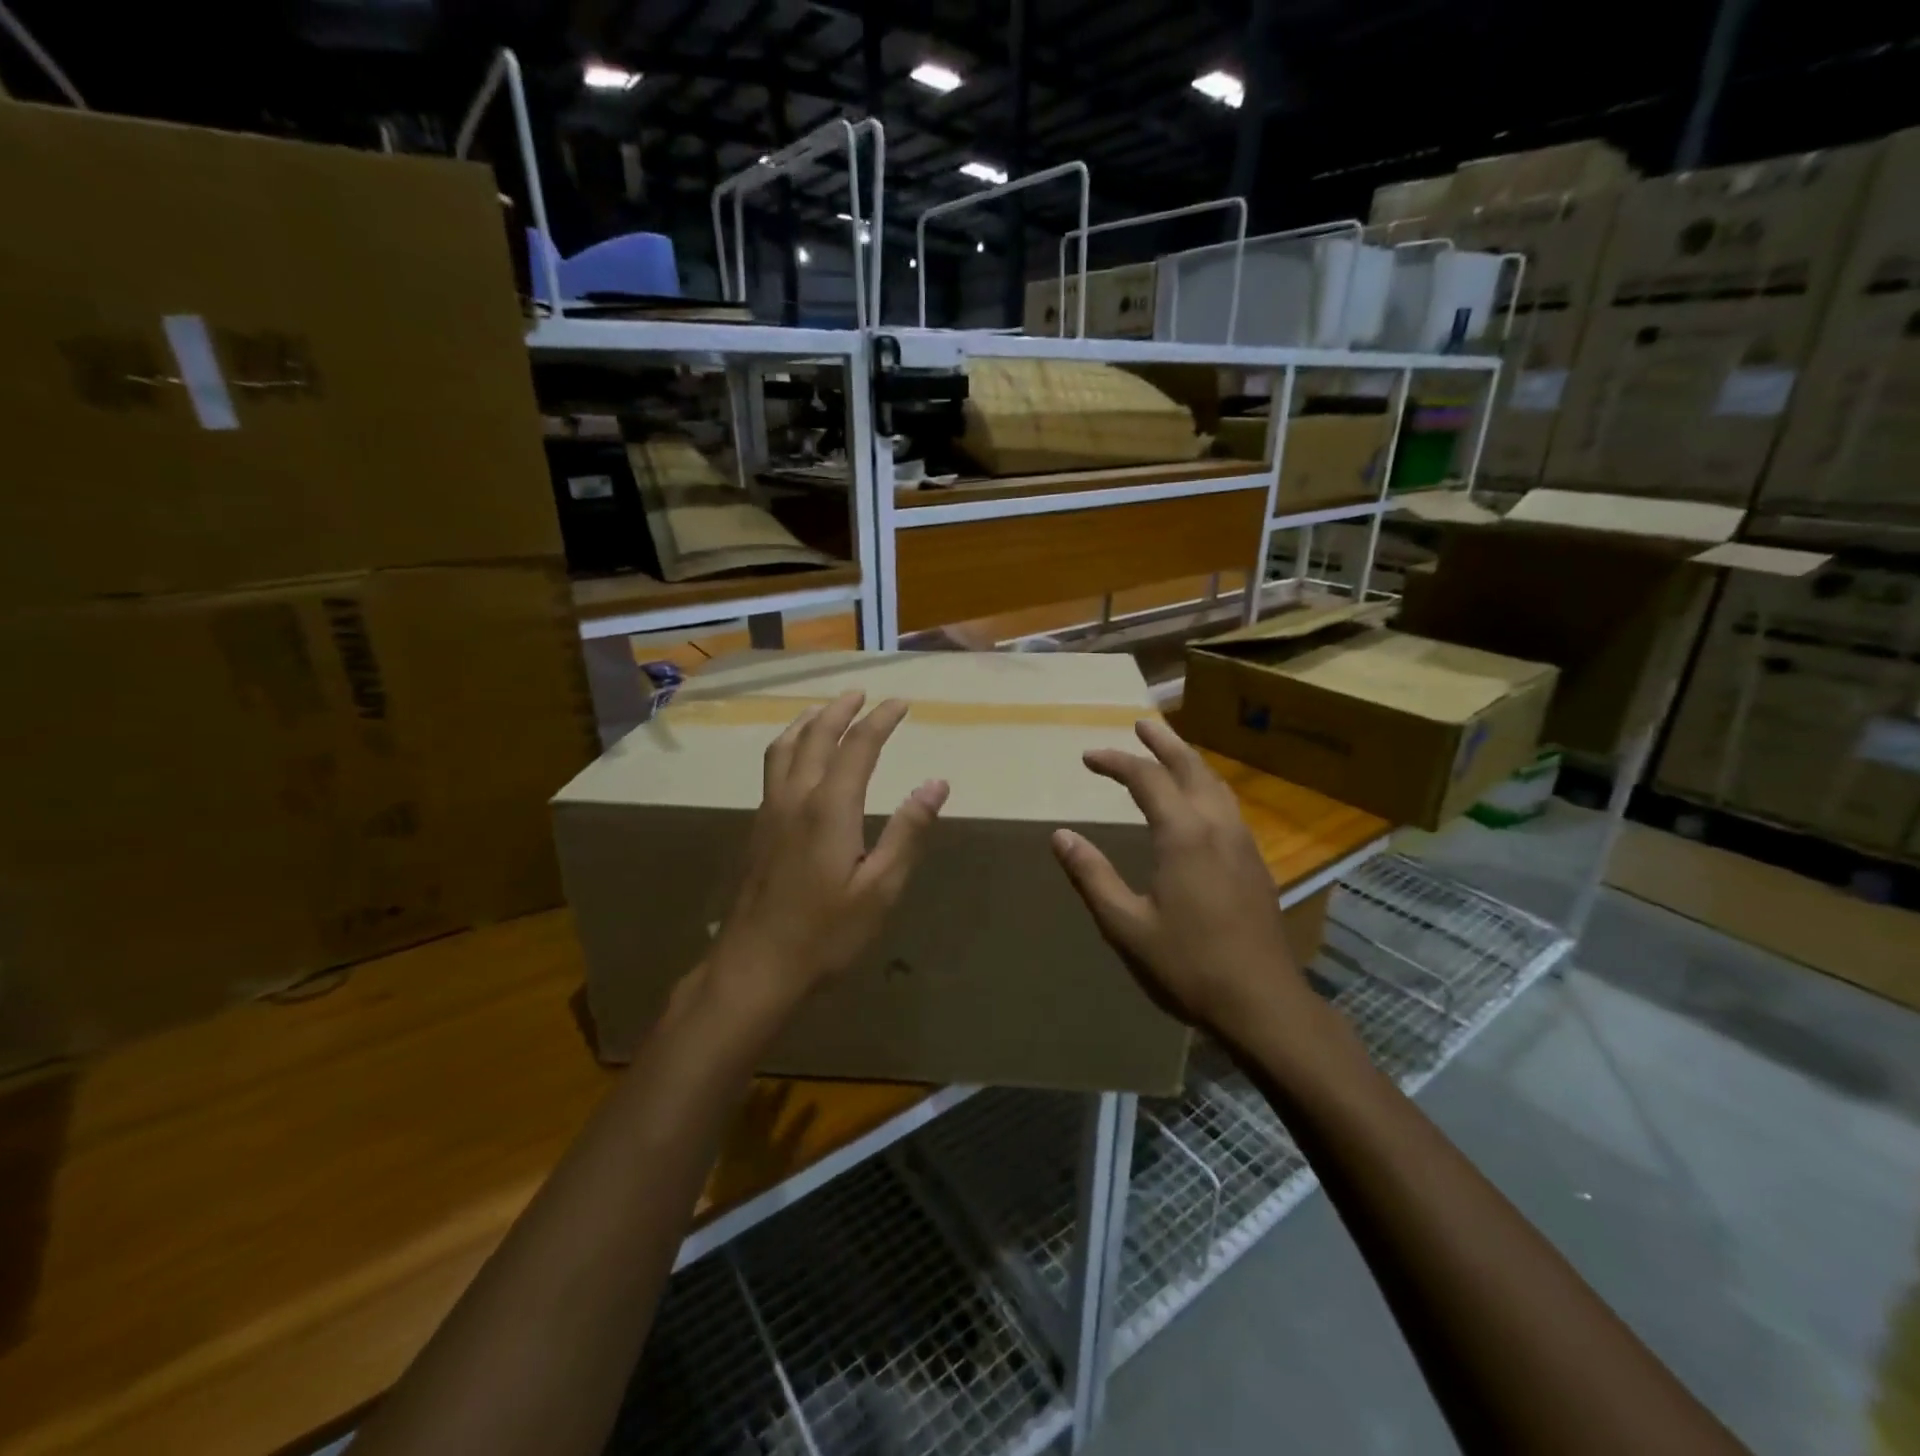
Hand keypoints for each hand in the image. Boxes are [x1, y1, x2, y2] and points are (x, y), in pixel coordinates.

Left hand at [710, 691, 948, 1008]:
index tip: (900, 703)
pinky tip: (794, 759)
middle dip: (840, 709)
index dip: (880, 719)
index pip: (858, 746)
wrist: (755, 968)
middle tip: (861, 693)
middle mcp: (795, 798)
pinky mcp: (757, 830)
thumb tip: (936, 783)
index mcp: (830, 807)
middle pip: (815, 736)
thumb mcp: (881, 888)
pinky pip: (772, 768)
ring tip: (823, 710)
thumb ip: (908, 831)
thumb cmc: (826, 933)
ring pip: (784, 748)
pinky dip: (788, 745)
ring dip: (807, 722)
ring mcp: (770, 812)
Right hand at [1051, 719, 1305, 1035]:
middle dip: (1163, 743)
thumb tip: (1061, 836)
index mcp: (1183, 835)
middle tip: (1141, 724)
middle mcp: (1217, 826)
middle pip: (1190, 768)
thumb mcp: (1125, 924)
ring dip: (1189, 761)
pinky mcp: (1255, 863)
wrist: (1262, 1003)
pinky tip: (1199, 802)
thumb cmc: (1187, 965)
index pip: (1146, 779)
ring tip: (1169, 751)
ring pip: (1215, 784)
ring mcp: (1242, 843)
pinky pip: (1228, 806)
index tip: (1088, 757)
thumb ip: (1092, 876)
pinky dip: (1206, 786)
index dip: (1115, 762)